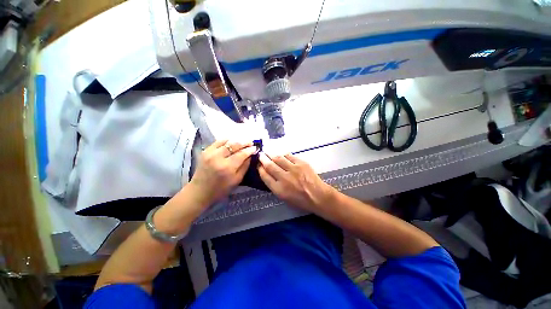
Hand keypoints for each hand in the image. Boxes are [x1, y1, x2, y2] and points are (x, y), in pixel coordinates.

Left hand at [189, 140, 256, 206]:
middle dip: (245, 142)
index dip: (250, 150)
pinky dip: (227, 140)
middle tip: (251, 142)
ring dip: (237, 140)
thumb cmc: (221, 189)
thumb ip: (245, 166)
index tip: (255, 148)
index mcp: (227, 167)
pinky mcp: (205, 151)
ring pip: (227, 141)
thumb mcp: (237, 180)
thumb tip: (250, 156)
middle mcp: (218, 157)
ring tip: (243, 142)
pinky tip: (232, 142)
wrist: (200, 191)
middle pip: (234, 145)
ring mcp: (210, 153)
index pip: (242, 154)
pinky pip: (218, 141)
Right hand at [258, 153, 335, 212]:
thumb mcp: (284, 198)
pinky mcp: (301, 163)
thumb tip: (268, 174)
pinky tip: (281, 154)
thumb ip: (275, 186)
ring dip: (271, 154)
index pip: (265, 177)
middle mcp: (284, 178)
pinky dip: (283, 154)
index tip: (258, 165)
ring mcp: (293, 169)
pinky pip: (289, 156)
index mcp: (279, 189)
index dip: (260, 169)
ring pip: (279, 158)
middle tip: (260, 155)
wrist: (318, 196)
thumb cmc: (300, 200)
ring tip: (268, 152)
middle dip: (263, 159)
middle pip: (270, 166)